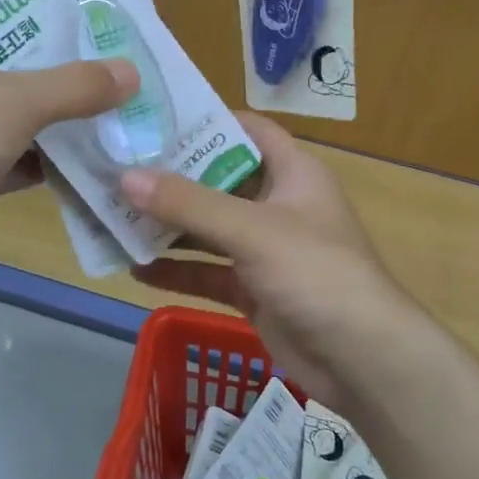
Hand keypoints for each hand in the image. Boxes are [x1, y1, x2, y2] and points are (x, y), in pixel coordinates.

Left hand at [0, 0, 135, 309]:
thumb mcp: (14, 102)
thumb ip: (75, 85)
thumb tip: (131, 72)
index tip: (66, 9)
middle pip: (1, 57)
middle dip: (52, 63)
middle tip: (105, 63)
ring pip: (6, 112)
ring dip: (51, 116)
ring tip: (106, 111)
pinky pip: (4, 157)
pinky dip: (37, 160)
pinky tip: (81, 164)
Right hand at [119, 113, 427, 413]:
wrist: (363, 359)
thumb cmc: (315, 272)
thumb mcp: (251, 230)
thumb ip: (189, 204)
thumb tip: (125, 176)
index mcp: (293, 173)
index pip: (248, 130)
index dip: (207, 120)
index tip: (154, 119)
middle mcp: (278, 204)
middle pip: (219, 181)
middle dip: (172, 180)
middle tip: (117, 170)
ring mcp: (266, 250)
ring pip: (209, 230)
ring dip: (168, 228)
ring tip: (114, 218)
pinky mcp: (256, 290)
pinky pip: (209, 272)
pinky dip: (177, 271)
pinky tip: (136, 270)